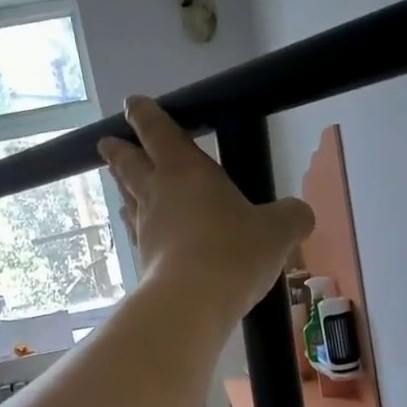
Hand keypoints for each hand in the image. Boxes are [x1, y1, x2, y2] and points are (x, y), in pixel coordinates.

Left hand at [98, 97, 313, 322]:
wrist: (193, 303)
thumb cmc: (234, 252)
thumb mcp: (278, 231)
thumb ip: (291, 216)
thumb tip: (300, 214)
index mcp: (186, 171)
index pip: (159, 133)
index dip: (145, 115)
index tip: (132, 104)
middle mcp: (159, 195)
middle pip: (130, 165)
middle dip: (120, 150)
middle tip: (106, 142)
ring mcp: (147, 230)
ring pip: (130, 201)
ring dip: (125, 190)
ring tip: (123, 188)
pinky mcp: (145, 263)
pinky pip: (138, 236)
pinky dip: (138, 229)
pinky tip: (144, 235)